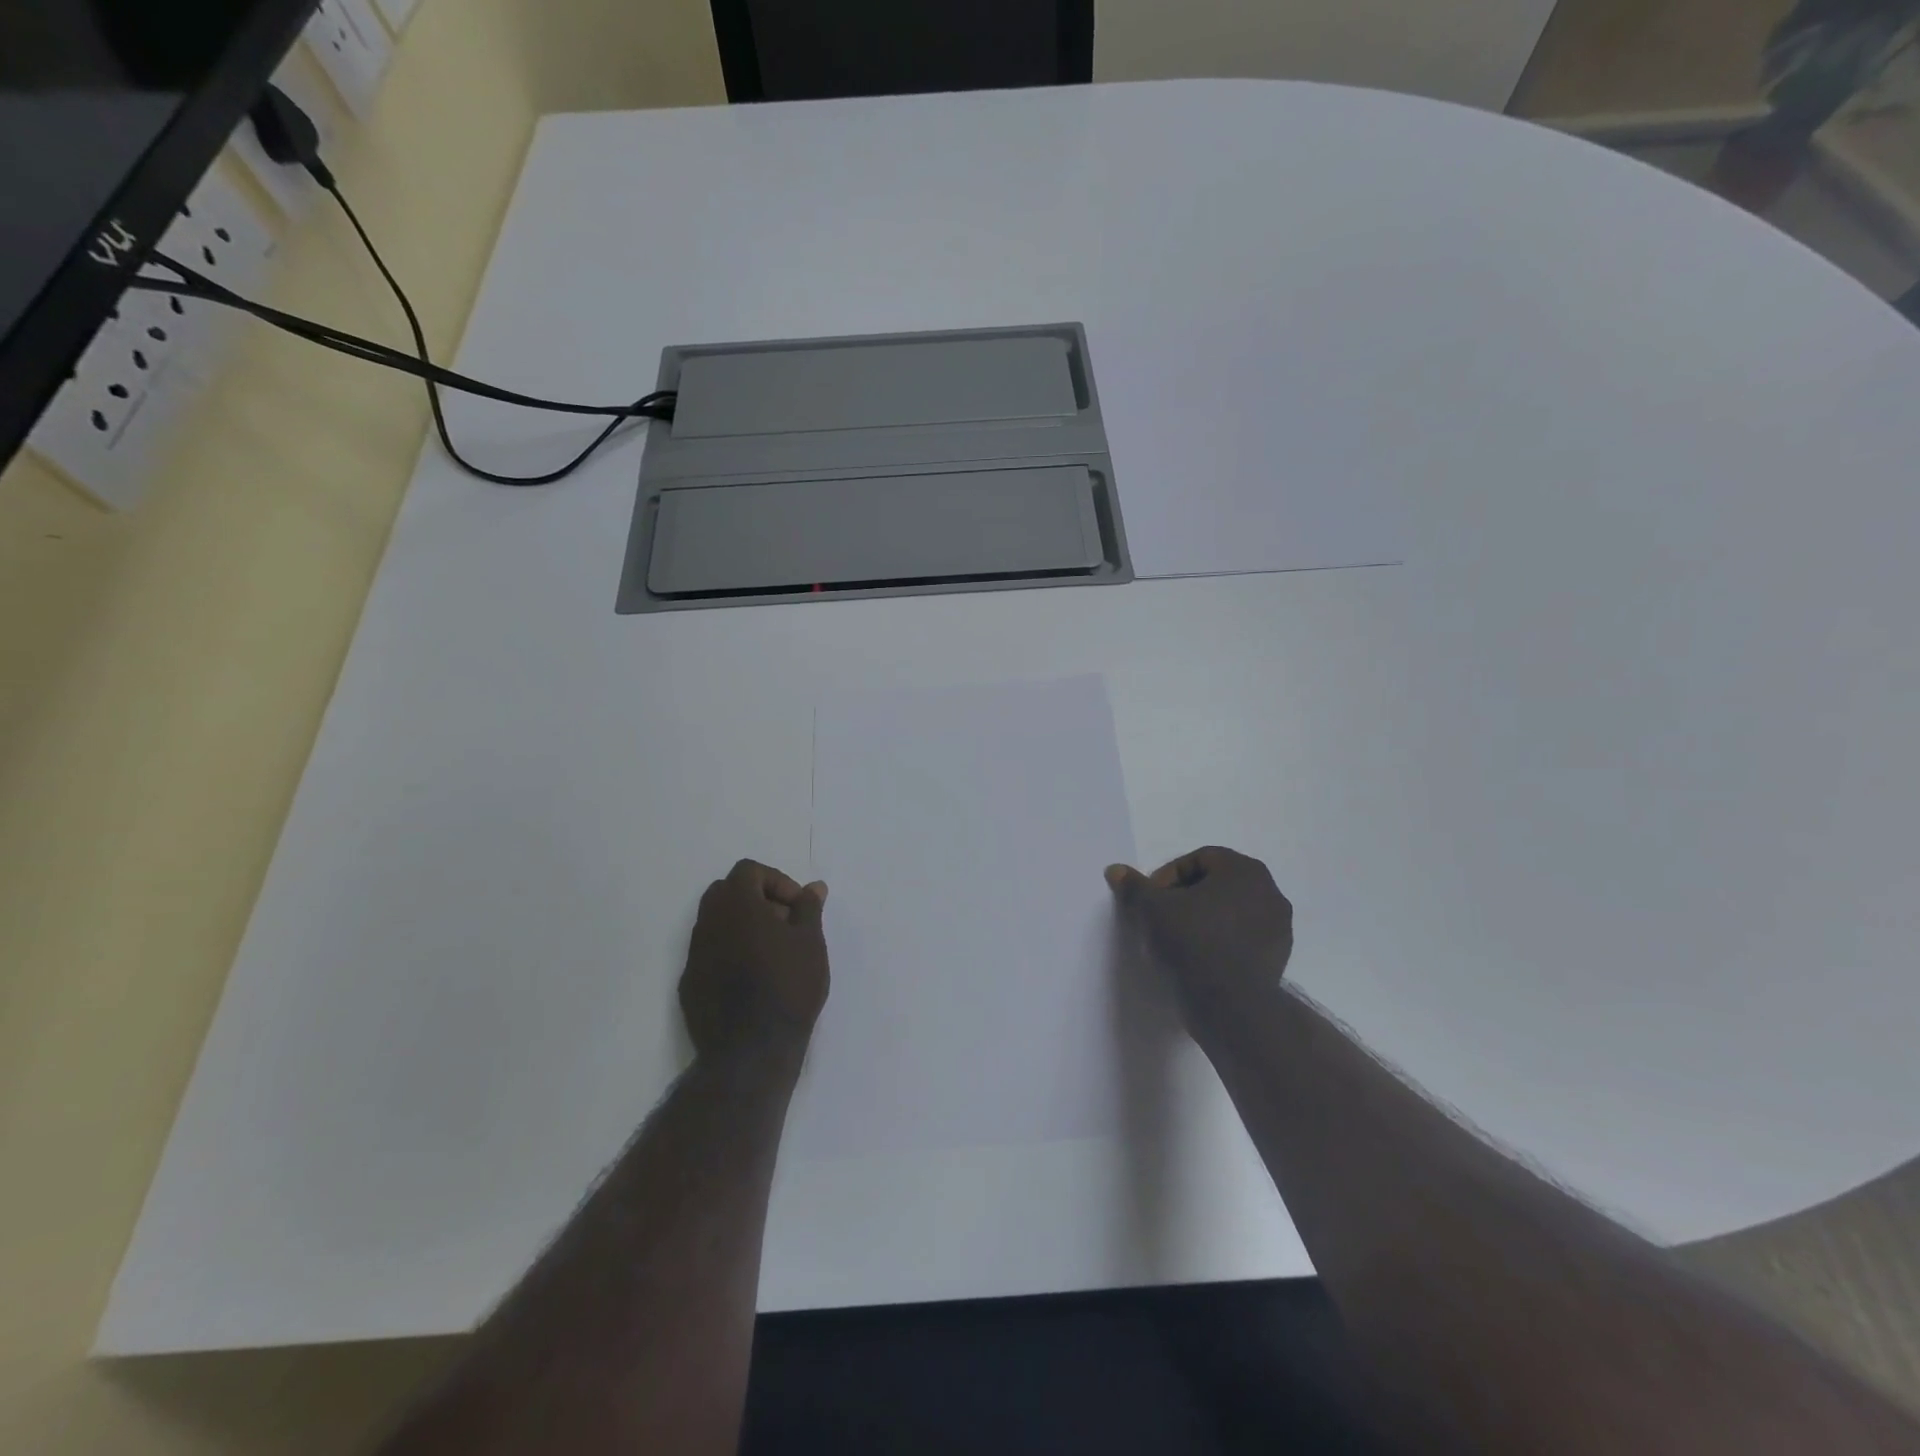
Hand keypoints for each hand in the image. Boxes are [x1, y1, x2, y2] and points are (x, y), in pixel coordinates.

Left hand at [681, 860, 829, 1061]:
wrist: (752, 1049)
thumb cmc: (788, 985)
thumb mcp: (810, 941)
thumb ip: (809, 908)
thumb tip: (813, 887)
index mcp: (736, 904)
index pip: (749, 870)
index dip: (777, 881)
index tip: (798, 908)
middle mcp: (708, 922)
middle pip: (727, 892)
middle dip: (757, 899)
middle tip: (785, 924)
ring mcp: (694, 954)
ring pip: (716, 923)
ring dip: (742, 926)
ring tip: (773, 952)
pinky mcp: (689, 983)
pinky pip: (709, 953)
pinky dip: (730, 953)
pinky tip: (753, 978)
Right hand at [1106, 847, 1292, 1022]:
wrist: (1230, 1006)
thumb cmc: (1191, 942)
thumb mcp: (1151, 909)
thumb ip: (1134, 886)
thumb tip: (1115, 870)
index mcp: (1244, 870)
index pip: (1199, 859)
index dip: (1168, 876)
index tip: (1151, 899)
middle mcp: (1270, 892)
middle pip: (1218, 883)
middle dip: (1187, 896)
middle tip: (1161, 917)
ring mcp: (1280, 927)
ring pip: (1232, 911)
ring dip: (1205, 918)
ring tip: (1179, 939)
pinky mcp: (1279, 958)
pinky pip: (1244, 937)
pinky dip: (1222, 941)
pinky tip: (1200, 959)